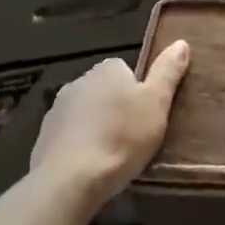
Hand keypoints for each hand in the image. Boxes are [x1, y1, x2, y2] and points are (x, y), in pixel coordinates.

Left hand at [27, 41, 188, 217]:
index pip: (127, 70)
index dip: (140, 91)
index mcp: (107, 69)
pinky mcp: (43, 139)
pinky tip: (91, 167)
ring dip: (97, 127)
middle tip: (135, 135)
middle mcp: (78, 82)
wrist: (70, 181)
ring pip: (86, 114)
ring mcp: (56, 111)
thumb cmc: (121, 137)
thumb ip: (168, 71)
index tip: (148, 114)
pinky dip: (80, 147)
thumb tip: (181, 42)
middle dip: (117, 109)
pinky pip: (69, 137)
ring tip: (114, 155)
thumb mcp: (157, 102)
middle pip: (105, 91)